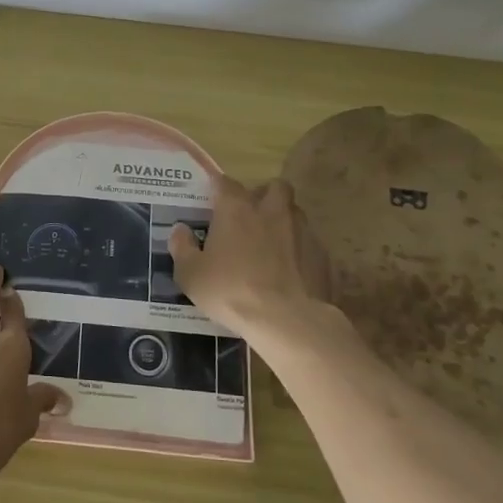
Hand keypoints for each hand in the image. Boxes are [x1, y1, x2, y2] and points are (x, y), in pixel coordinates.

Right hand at [168, 176, 337, 347]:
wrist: (287, 320)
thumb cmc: (231, 291)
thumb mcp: (191, 274)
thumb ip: (182, 247)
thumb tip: (179, 230)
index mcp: (237, 209)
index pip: (226, 183)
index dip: (218, 188)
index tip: (211, 200)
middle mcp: (272, 210)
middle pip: (273, 187)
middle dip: (263, 195)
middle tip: (250, 217)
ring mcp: (302, 231)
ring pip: (294, 213)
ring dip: (283, 221)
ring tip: (271, 245)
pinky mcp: (323, 254)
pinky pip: (309, 243)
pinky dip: (299, 251)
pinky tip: (290, 272)